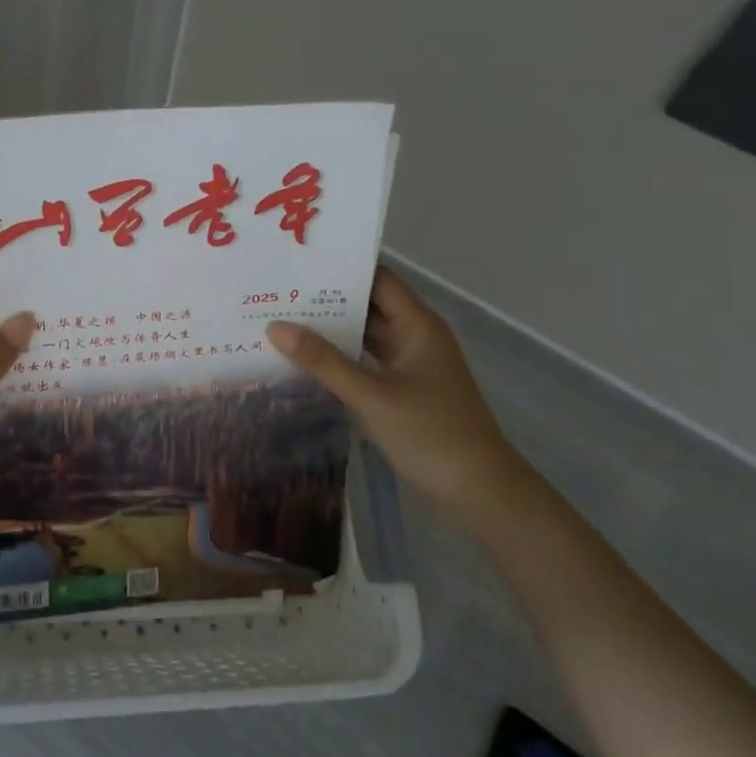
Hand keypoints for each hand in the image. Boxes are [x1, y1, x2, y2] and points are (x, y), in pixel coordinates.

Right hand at [265, 266, 522, 516]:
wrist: (481, 493)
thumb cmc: (431, 434)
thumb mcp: (371, 396)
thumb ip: (323, 361)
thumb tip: (274, 327)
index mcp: (417, 325)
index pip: (377, 279)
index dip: (342, 268)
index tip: (299, 263)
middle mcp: (415, 336)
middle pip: (368, 305)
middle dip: (327, 299)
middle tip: (278, 291)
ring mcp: (411, 365)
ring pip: (366, 335)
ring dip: (331, 330)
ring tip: (282, 319)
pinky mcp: (404, 390)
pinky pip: (367, 362)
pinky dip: (341, 358)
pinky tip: (306, 359)